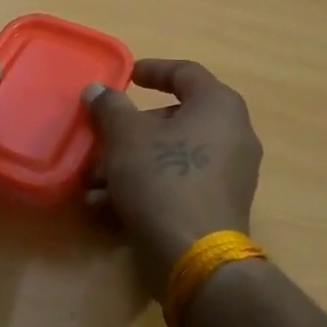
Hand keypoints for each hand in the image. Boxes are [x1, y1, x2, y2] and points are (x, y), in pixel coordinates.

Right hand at [84, 60, 262, 298]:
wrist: (195, 257)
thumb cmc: (162, 179)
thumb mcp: (125, 137)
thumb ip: (110, 107)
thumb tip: (99, 90)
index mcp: (218, 106)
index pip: (186, 72)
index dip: (153, 69)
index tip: (126, 75)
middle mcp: (233, 134)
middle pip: (174, 118)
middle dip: (130, 130)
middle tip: (100, 138)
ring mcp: (230, 173)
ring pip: (172, 155)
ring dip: (130, 162)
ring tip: (93, 181)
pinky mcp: (219, 205)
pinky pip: (179, 182)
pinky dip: (147, 186)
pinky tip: (108, 205)